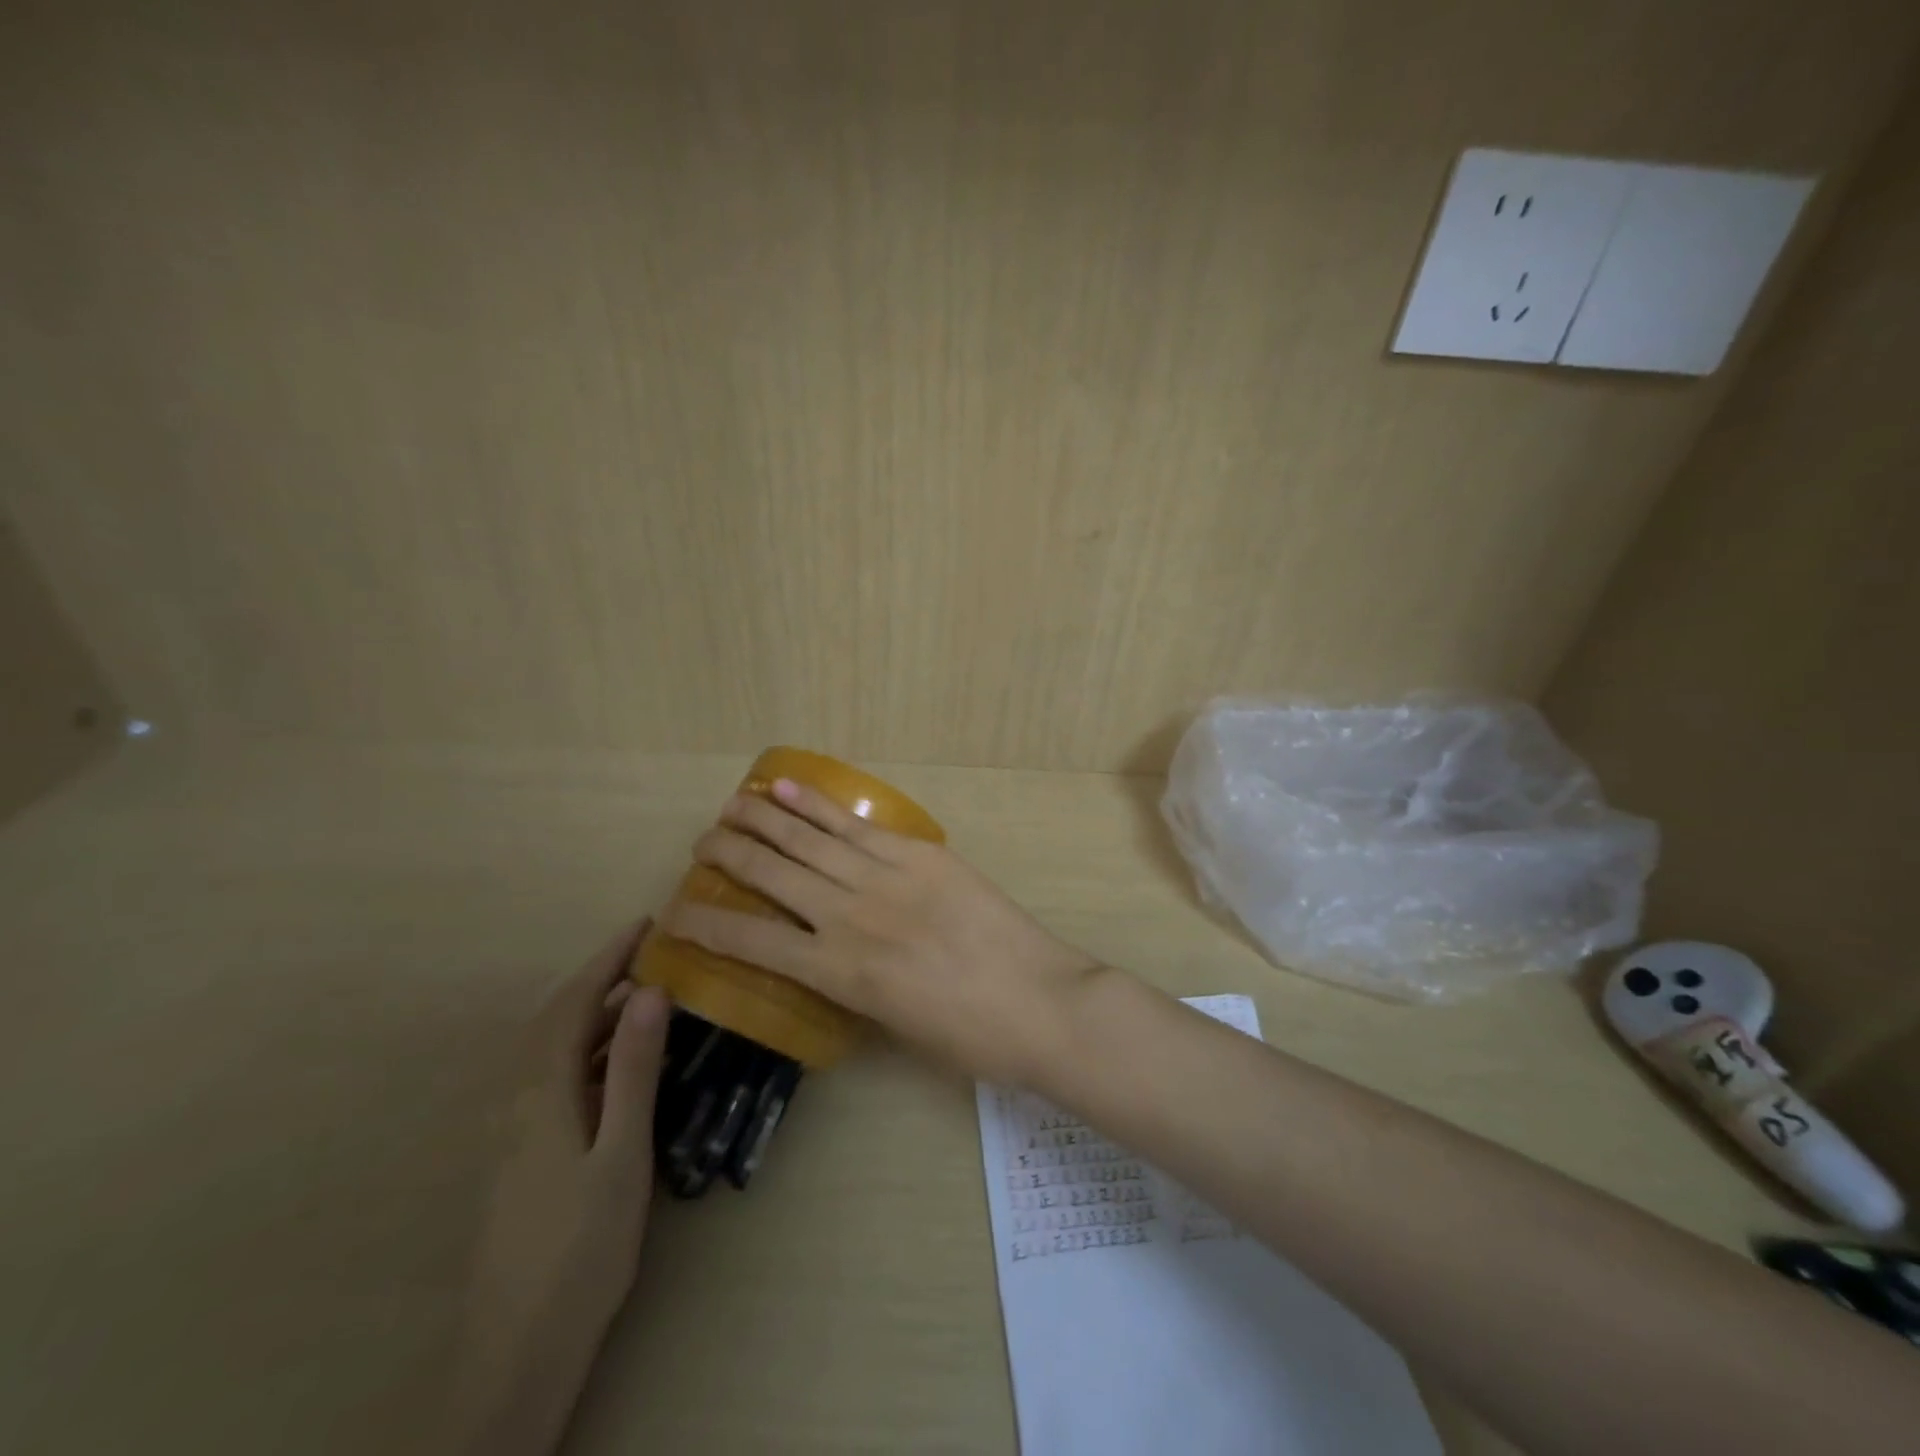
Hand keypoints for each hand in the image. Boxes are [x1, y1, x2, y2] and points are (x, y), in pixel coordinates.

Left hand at [444, 922, 669, 1455]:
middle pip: (556, 1020)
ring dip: (594, 1013)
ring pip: (554, 1050)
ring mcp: (517, 1130)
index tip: (645, 925)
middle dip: (599, 978)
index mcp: (542, 1092)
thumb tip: (650, 992)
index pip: (574, 1004)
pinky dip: (588, 1049)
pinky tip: (618, 1065)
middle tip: (649, 953)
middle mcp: (520, 1101)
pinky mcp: (523, 1154)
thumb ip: (635, 1070)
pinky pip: (556, 1077)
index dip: (608, 960)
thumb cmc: (582, 1244)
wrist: (519, 1346)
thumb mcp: (622, 1152)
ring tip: (643, 997)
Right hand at [659, 779, 1101, 1085]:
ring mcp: (885, 878)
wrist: (1040, 1003)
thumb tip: (827, 954)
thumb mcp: (894, 1026)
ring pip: (808, 840)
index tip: (675, 913)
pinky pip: (856, 826)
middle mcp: (849, 918)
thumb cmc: (968, 1036)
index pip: (751, 942)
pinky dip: (816, 805)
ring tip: (730, 805)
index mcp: (838, 975)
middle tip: (702, 843)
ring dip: (762, 818)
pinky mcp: (919, 854)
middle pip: (772, 875)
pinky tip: (786, 788)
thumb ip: (852, 984)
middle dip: (728, 855)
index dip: (704, 926)